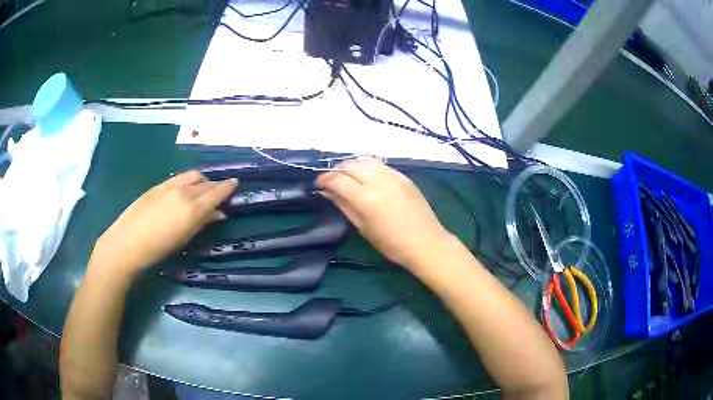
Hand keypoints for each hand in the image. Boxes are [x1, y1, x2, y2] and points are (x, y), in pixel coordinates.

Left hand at [91, 171, 237, 276]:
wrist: (127, 243)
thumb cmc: (158, 249)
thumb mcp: (184, 238)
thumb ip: (202, 223)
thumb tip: (218, 214)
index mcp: (192, 208)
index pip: (216, 192)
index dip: (227, 187)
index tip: (235, 183)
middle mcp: (183, 192)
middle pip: (205, 182)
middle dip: (214, 185)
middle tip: (218, 192)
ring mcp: (169, 186)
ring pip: (192, 176)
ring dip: (201, 181)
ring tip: (201, 191)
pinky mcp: (157, 185)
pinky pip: (178, 178)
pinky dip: (187, 182)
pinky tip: (183, 191)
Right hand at [316, 157, 452, 268]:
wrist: (426, 242)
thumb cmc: (392, 244)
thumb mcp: (363, 228)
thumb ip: (344, 205)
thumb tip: (327, 191)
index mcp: (366, 197)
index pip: (337, 179)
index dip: (323, 179)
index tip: (317, 185)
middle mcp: (378, 180)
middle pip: (350, 165)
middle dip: (336, 170)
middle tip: (330, 181)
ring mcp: (393, 175)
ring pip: (364, 160)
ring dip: (351, 165)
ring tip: (347, 176)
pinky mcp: (403, 175)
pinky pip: (379, 164)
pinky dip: (367, 166)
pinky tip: (366, 176)